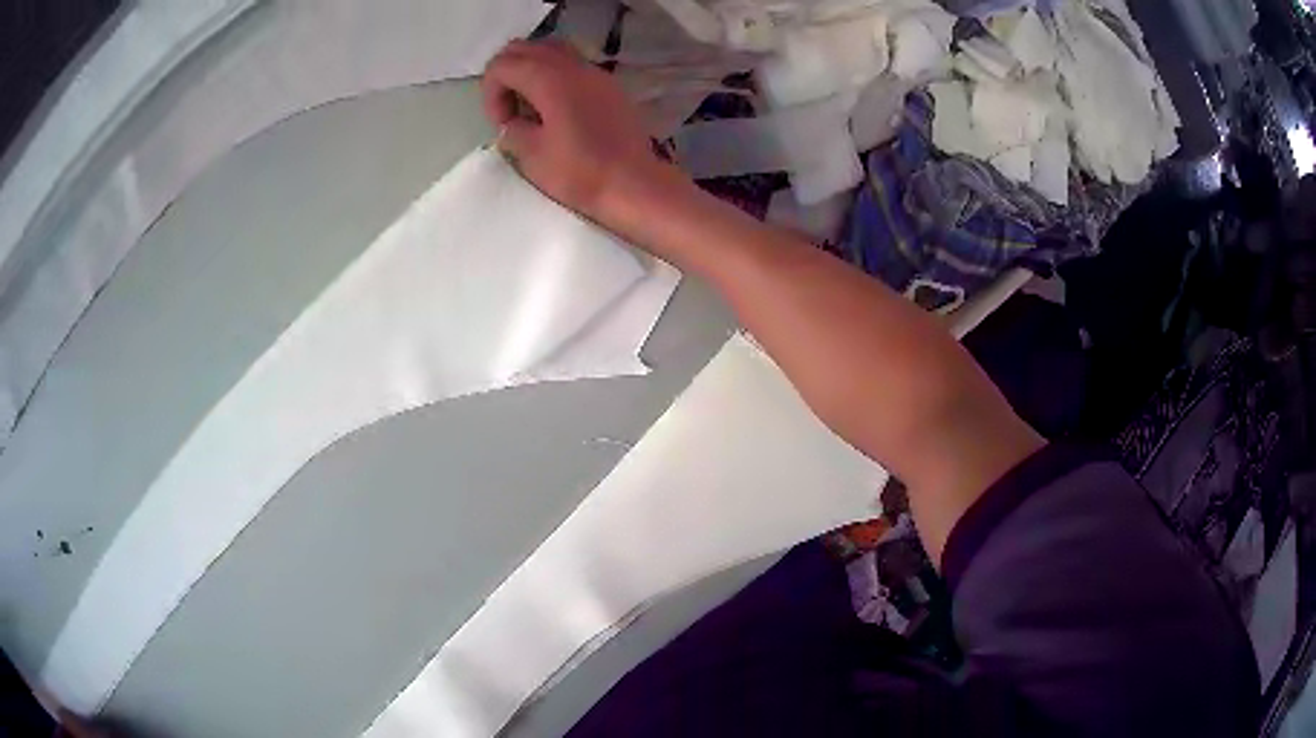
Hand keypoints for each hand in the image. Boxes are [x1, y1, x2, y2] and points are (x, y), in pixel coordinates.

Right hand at [480, 40, 680, 226]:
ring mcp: (595, 72)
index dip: (490, 93)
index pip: (502, 64)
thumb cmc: (580, 171)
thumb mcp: (532, 155)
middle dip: (506, 75)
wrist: (635, 184)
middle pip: (525, 48)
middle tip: (509, 111)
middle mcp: (572, 65)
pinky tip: (557, 111)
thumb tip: (512, 123)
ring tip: (531, 108)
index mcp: (548, 78)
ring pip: (551, 51)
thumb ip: (513, 130)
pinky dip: (555, 78)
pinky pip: (573, 66)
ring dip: (531, 72)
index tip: (501, 124)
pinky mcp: (609, 86)